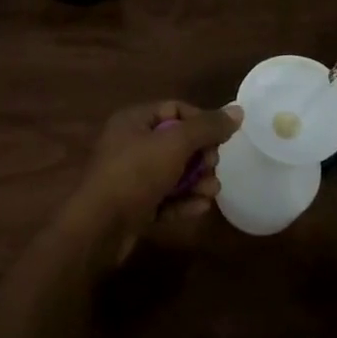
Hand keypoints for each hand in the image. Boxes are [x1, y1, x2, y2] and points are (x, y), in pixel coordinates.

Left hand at [66, 101, 242, 263]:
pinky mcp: (134, 206)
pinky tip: (201, 208)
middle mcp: (130, 144)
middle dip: (201, 156)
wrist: (98, 228)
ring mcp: (131, 177)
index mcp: (134, 121)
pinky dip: (183, 201)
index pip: (175, 109)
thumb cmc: (135, 174)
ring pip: (173, 173)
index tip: (221, 138)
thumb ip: (207, 127)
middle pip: (176, 142)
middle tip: (213, 167)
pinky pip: (164, 198)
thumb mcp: (175, 144)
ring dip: (196, 181)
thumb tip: (238, 111)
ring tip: (212, 192)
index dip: (200, 121)